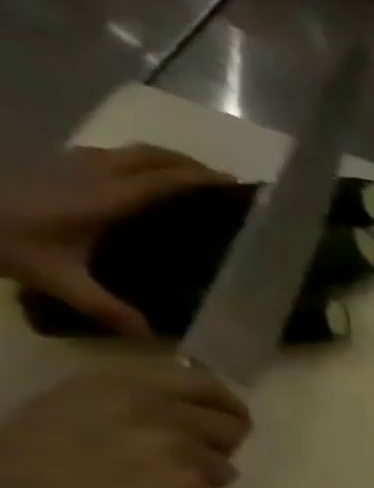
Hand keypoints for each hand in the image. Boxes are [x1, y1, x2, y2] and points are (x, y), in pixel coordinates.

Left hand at [0, 144, 235, 337]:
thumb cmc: (4, 242)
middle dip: (189, 164)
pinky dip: (136, 162)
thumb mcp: (58, 279)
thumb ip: (106, 307)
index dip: (202, 179)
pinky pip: (108, 155)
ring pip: (129, 151)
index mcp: (106, 198)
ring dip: (163, 160)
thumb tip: (150, 335)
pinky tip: (139, 179)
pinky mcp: (53, 163)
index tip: (237, 185)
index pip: (164, 180)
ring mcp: (69, 164)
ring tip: (189, 178)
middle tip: (222, 182)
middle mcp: (92, 173)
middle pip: (150, 156)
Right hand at [0, 365, 250, 487]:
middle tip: (192, 461)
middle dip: (221, 446)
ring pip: (224, 466)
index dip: (224, 406)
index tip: (226, 419)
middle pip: (232, 426)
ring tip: (155, 487)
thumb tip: (191, 405)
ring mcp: (178, 447)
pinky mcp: (190, 483)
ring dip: (202, 480)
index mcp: (124, 384)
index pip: (205, 385)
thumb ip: (138, 400)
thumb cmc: (32, 459)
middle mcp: (157, 409)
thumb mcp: (76, 406)